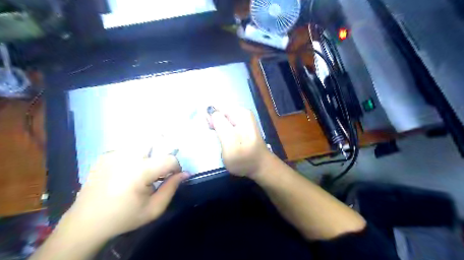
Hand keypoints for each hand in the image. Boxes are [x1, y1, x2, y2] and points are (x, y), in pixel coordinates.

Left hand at [60, 152, 186, 238]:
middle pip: (154, 137)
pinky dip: (134, 155)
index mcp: (140, 171)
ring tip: (146, 168)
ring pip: (140, 141)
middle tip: (161, 165)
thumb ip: (172, 188)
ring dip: (149, 151)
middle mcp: (127, 157)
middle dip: (164, 147)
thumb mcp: (154, 209)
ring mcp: (114, 154)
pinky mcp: (105, 155)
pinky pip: (128, 148)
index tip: (173, 177)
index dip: (177, 167)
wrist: (86, 223)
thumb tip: (185, 173)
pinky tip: (128, 171)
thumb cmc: (124, 217)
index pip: (169, 159)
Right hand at [208, 106, 272, 177]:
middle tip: (217, 136)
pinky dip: (222, 130)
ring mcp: (243, 120)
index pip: (217, 106)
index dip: (211, 117)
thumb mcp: (229, 141)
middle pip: (220, 111)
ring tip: (221, 139)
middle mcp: (242, 113)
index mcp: (240, 113)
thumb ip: (219, 123)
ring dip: (217, 127)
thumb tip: (209, 108)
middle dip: (214, 121)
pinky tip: (224, 139)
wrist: (260, 168)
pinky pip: (227, 124)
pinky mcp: (241, 127)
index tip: (211, 129)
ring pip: (222, 118)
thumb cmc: (244, 158)